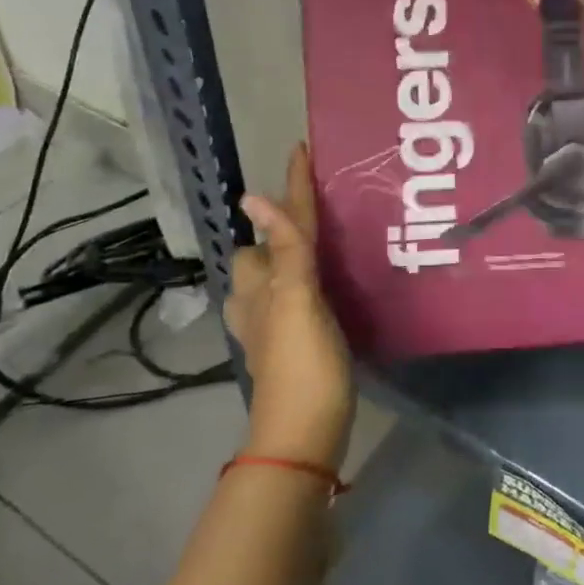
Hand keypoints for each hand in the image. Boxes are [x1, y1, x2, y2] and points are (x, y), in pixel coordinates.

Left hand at [225, 144, 353, 470]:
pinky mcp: (292, 344)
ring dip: (294, 255)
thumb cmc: (303, 365)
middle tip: (322, 209)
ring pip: (278, 275)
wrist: (304, 435)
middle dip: (283, 226)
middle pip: (266, 250)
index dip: (291, 189)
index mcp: (264, 284)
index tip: (300, 149)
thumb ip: (285, 250)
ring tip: (327, 245)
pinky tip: (330, 289)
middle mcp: (261, 300)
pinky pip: (295, 298)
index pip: (281, 224)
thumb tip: (252, 197)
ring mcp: (273, 325)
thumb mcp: (296, 301)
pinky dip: (307, 283)